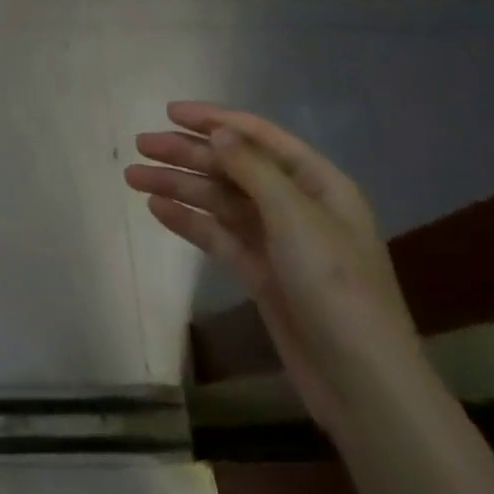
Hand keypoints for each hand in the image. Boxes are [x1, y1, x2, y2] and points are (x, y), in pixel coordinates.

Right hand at [125, 104, 425, 435]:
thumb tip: (217, 129)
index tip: (170, 112)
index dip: (215, 120)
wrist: (359, 381)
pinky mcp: (261, 274)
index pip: (259, 137)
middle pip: (233, 167)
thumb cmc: (334, 286)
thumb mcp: (295, 216)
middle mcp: (296, 205)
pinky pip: (218, 236)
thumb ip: (252, 168)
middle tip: (140, 144)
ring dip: (179, 186)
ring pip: (220, 201)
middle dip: (187, 153)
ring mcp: (277, 241)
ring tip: (133, 176)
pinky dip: (189, 221)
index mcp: (317, 183)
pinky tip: (157, 210)